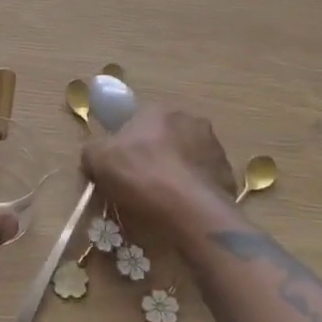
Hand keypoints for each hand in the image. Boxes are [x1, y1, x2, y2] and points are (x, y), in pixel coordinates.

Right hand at [81, 104, 235, 242]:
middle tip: (142, 184)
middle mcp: (192, 120)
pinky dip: (194, 192)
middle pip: (167, 138)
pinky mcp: (228, 175)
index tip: (122, 166)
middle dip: (157, 156)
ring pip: (188, 159)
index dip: (129, 143)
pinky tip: (183, 211)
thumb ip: (93, 150)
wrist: (189, 210)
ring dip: (178, 173)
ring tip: (164, 202)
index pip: (140, 121)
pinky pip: (204, 181)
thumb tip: (95, 154)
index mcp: (160, 110)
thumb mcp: (98, 159)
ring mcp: (215, 147)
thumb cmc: (140, 174)